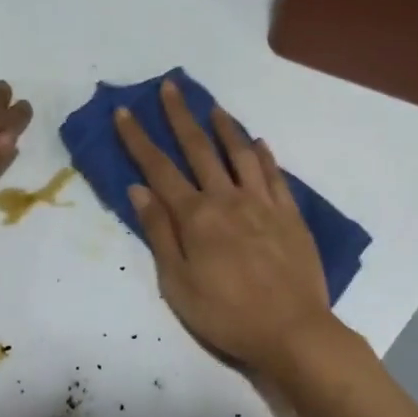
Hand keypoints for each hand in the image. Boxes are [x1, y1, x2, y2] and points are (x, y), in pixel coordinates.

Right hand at [115, 80, 339, 373]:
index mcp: (196, 217)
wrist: (292, 330)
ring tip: (214, 106)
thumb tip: (138, 189)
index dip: (139, 139)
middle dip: (181, 116)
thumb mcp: (178, 284)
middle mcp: (228, 199)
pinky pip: (275, 175)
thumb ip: (159, 233)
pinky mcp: (290, 214)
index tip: (125, 111)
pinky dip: (264, 155)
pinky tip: (259, 143)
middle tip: (171, 86)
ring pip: (241, 153)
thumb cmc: (226, 314)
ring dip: (225, 127)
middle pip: (200, 149)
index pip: (159, 169)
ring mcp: (263, 203)